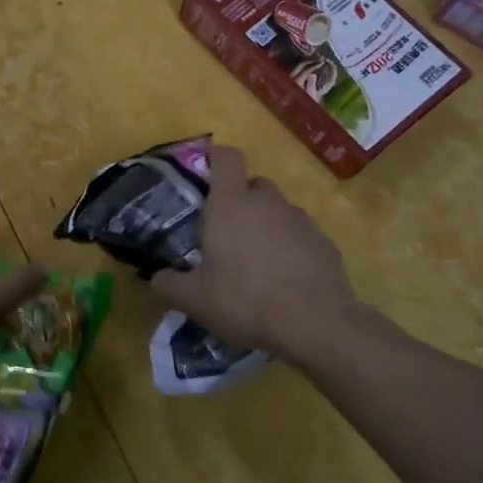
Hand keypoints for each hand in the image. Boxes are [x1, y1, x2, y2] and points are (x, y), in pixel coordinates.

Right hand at [152, 145, 363, 364]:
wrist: (315, 325)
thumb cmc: (244, 301)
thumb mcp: (193, 299)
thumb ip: (168, 284)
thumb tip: (158, 278)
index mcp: (231, 205)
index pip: (227, 158)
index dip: (216, 158)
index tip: (206, 172)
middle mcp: (267, 203)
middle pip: (254, 184)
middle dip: (241, 199)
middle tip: (226, 230)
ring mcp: (301, 221)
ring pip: (279, 210)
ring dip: (266, 224)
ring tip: (257, 260)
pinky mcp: (325, 243)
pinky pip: (301, 235)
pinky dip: (290, 247)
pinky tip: (284, 278)